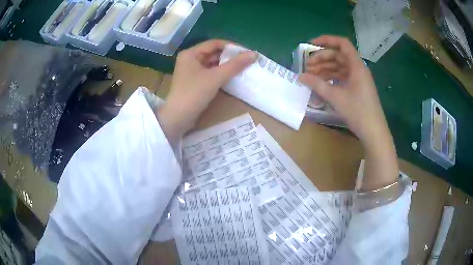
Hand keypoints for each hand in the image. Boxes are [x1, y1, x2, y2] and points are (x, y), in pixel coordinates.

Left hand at [156, 40, 256, 143]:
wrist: (177, 118)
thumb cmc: (194, 94)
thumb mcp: (216, 77)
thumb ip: (235, 65)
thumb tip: (254, 54)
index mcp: (191, 53)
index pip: (215, 43)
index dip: (231, 46)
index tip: (246, 52)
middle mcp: (190, 59)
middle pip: (213, 53)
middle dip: (230, 57)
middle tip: (247, 61)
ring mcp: (191, 71)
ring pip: (212, 64)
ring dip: (226, 66)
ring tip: (243, 69)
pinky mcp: (194, 82)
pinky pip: (210, 73)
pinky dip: (220, 74)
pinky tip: (232, 77)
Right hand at [299, 35, 397, 189]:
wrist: (373, 132)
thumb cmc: (358, 112)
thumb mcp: (336, 97)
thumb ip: (317, 84)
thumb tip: (300, 76)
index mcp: (357, 66)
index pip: (342, 44)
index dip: (327, 40)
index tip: (311, 44)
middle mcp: (359, 69)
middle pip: (339, 55)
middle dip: (322, 58)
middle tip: (308, 65)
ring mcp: (359, 79)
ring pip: (340, 67)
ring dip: (326, 68)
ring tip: (311, 75)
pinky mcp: (358, 88)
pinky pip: (343, 77)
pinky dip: (332, 77)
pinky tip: (322, 83)